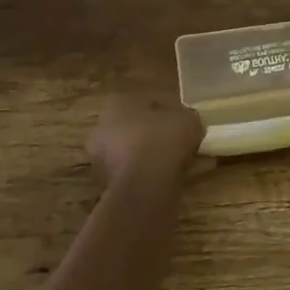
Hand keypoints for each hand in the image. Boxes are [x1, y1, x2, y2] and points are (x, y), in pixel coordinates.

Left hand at [86, 96, 207, 193]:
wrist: (144, 187)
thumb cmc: (163, 141)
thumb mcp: (189, 120)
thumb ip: (186, 117)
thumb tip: (185, 123)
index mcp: (119, 103)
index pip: (150, 102)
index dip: (171, 111)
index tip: (185, 122)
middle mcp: (103, 127)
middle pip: (136, 127)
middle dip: (155, 134)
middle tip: (179, 142)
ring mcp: (100, 158)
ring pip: (132, 152)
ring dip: (149, 155)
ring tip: (175, 163)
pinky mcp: (105, 184)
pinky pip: (132, 173)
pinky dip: (146, 175)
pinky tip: (165, 178)